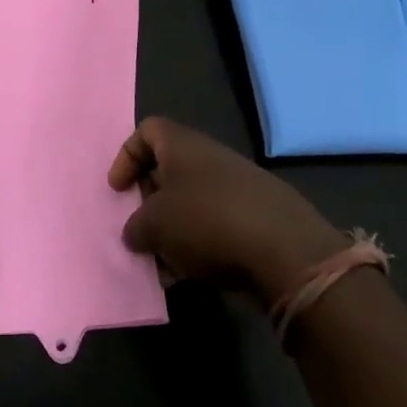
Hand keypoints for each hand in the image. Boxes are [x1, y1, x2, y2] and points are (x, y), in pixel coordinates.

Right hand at [107, 117, 350, 303]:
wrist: (287, 252)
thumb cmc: (207, 221)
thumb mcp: (154, 225)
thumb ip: (135, 226)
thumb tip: (137, 232)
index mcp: (183, 146)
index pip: (147, 131)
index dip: (126, 156)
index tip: (118, 190)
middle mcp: (211, 158)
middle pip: (168, 170)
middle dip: (148, 202)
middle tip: (138, 230)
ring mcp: (238, 188)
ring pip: (191, 204)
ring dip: (172, 231)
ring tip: (162, 264)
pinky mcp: (257, 219)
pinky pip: (216, 227)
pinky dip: (199, 247)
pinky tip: (191, 276)